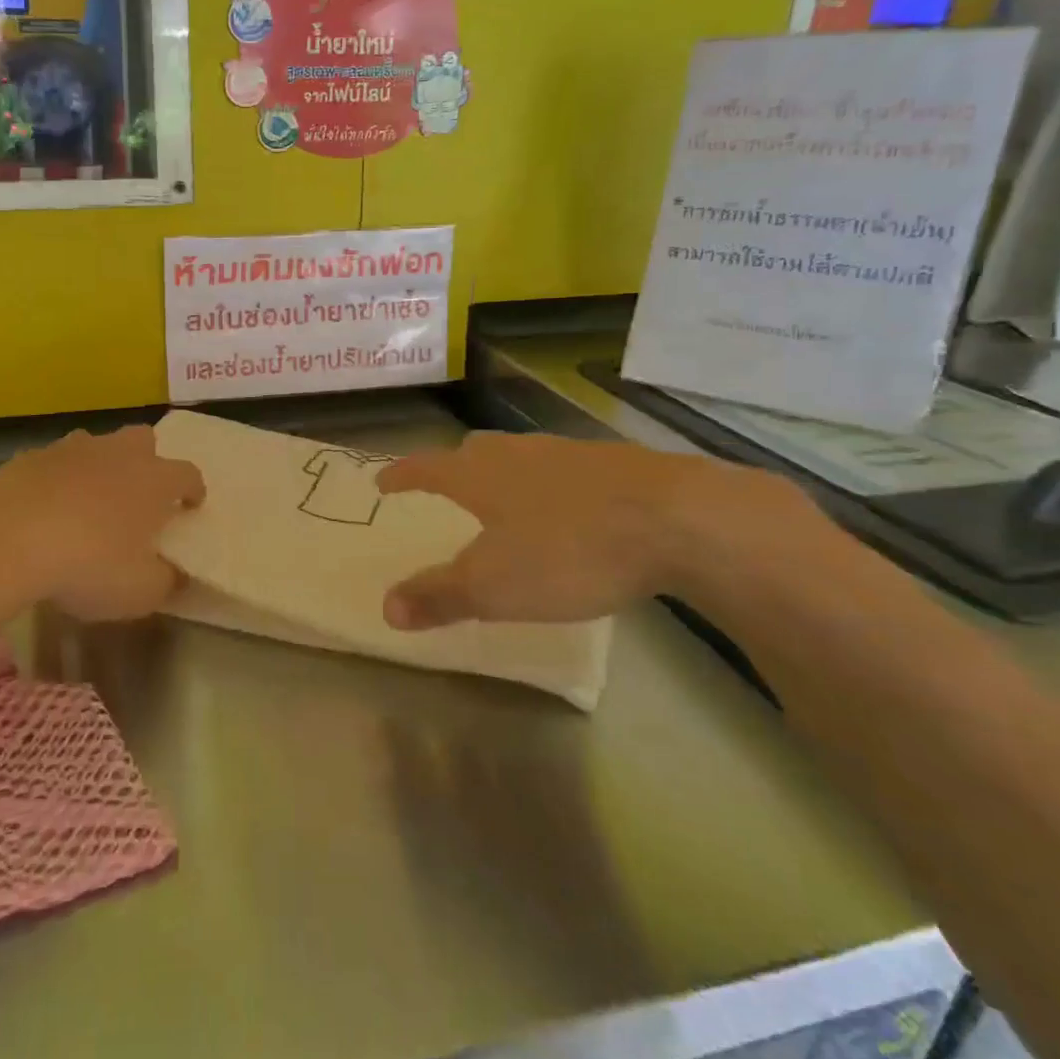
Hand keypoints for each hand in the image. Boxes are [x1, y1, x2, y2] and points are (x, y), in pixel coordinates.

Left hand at [0, 424, 203, 620]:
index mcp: (155, 480)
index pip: (188, 474)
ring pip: (97, 445)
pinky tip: (45, 509)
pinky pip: (54, 463)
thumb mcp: (140, 592)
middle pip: (144, 440)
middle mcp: (119, 453)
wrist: (6, 538)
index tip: (191, 506)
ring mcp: (72, 449)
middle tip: (140, 494)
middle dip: (148, 460)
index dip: (193, 490)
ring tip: (89, 500)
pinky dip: (57, 480)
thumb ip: (166, 581)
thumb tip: (176, 575)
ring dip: (100, 466)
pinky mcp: (30, 457)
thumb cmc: (89, 564)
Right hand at [375, 433, 809, 630]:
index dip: (401, 475)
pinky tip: (570, 508)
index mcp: (480, 475)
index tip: (383, 481)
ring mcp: (569, 454)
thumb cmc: (568, 551)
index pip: (426, 468)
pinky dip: (551, 485)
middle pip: (474, 451)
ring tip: (505, 496)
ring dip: (504, 473)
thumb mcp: (494, 586)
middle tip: (445, 484)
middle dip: (454, 467)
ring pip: (521, 456)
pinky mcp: (616, 465)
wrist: (677, 520)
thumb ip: (439, 596)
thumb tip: (385, 607)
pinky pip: (565, 470)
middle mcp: (518, 453)